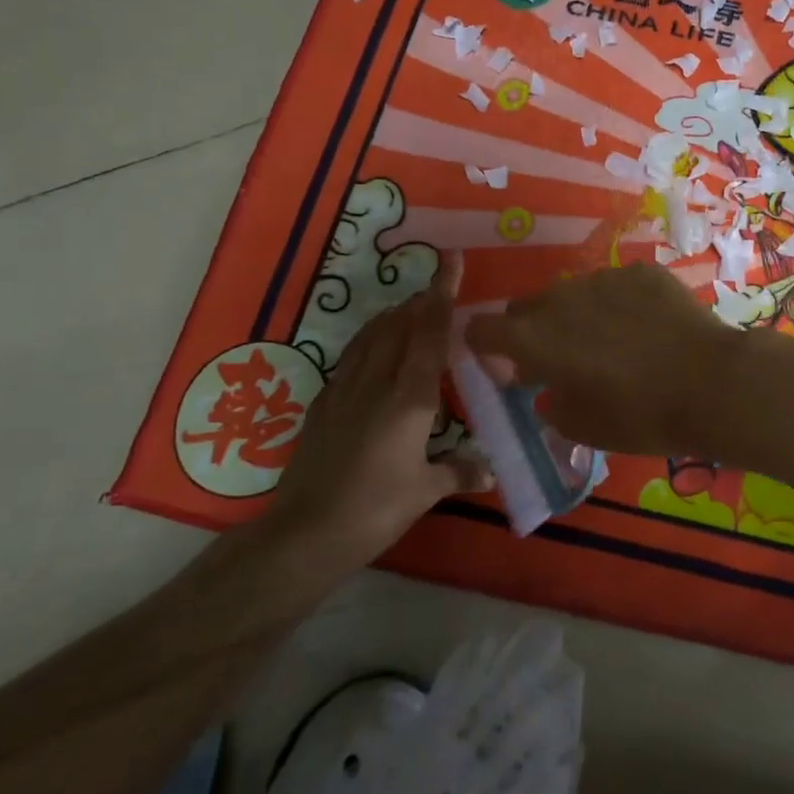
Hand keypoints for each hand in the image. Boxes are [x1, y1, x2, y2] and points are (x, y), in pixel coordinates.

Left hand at [262, 251, 488, 567]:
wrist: (305, 533)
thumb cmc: (375, 508)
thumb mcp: (425, 491)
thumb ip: (458, 471)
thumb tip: (489, 470)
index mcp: (409, 398)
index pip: (429, 334)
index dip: (442, 294)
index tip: (450, 260)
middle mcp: (376, 384)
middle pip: (398, 326)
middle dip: (418, 302)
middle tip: (436, 288)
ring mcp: (344, 392)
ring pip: (370, 338)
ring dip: (391, 318)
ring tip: (406, 309)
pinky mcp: (322, 408)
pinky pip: (350, 360)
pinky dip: (367, 344)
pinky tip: (370, 353)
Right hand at [465, 263, 741, 456]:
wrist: (711, 383)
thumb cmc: (639, 416)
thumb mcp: (581, 426)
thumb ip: (550, 401)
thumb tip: (550, 387)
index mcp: (534, 337)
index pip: (481, 329)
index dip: (486, 348)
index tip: (509, 368)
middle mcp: (560, 298)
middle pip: (527, 308)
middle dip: (532, 333)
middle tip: (561, 361)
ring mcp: (603, 278)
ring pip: (572, 294)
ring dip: (576, 316)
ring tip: (612, 344)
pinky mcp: (642, 272)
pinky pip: (614, 286)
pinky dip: (618, 304)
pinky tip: (646, 328)